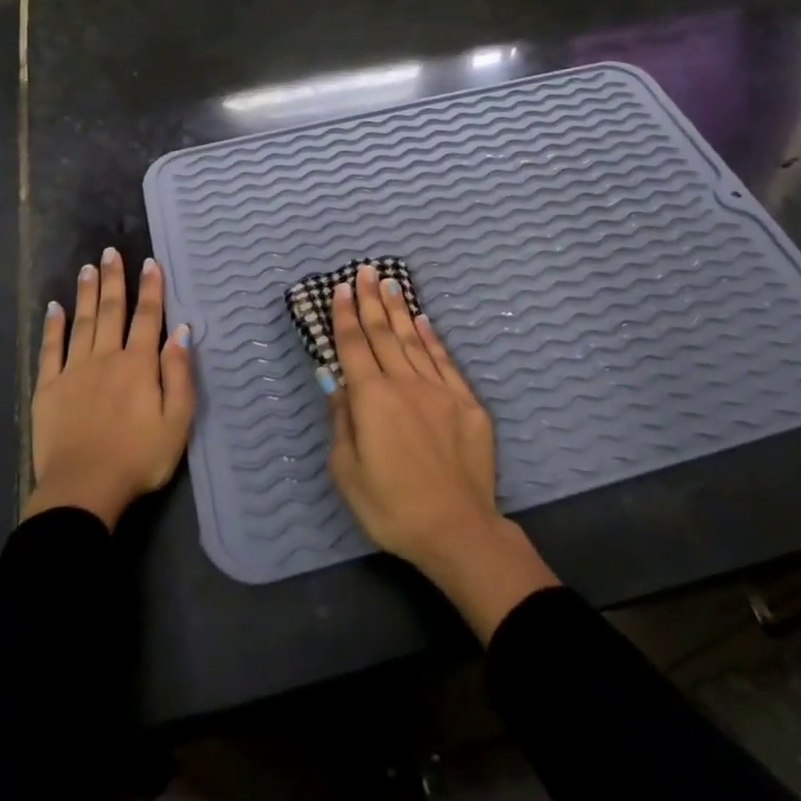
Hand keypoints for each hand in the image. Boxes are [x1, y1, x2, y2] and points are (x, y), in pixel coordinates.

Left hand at [25, 248, 194, 529]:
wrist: (84, 489)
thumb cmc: (138, 458)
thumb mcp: (177, 421)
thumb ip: (179, 374)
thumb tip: (181, 332)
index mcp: (139, 365)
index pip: (148, 317)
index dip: (151, 289)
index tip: (150, 263)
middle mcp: (106, 358)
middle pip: (111, 311)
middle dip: (114, 280)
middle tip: (111, 252)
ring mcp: (74, 371)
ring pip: (82, 322)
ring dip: (86, 293)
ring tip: (88, 268)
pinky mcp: (48, 388)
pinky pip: (50, 349)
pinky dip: (53, 326)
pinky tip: (54, 307)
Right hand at [323, 265, 556, 639]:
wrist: (456, 529)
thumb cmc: (391, 506)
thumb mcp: (347, 471)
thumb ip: (341, 421)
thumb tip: (334, 381)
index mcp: (371, 399)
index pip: (353, 347)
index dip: (345, 316)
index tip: (340, 289)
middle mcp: (404, 383)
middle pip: (384, 334)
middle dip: (371, 301)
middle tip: (366, 271)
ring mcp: (439, 390)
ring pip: (414, 340)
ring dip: (400, 311)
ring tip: (391, 285)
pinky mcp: (466, 403)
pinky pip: (444, 361)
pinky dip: (432, 338)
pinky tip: (424, 321)